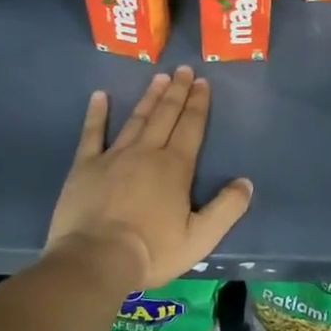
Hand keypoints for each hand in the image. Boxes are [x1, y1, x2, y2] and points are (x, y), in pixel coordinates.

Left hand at [45, 68, 252, 291]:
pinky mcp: (84, 167)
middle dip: (177, 92)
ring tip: (159, 78)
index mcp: (175, 167)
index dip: (198, 104)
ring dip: (149, 97)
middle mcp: (146, 153)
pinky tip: (99, 96)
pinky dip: (96, 114)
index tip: (203, 82)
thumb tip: (246, 182)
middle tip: (184, 70)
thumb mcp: (200, 238)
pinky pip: (92, 134)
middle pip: (165, 115)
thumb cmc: (152, 251)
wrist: (95, 260)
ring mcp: (113, 157)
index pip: (191, 127)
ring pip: (136, 120)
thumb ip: (226, 208)